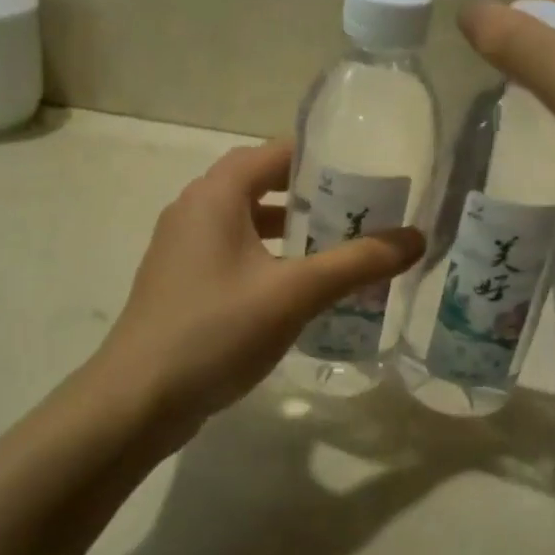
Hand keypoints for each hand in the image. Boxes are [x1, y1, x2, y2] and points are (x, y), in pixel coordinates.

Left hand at [93, 140, 422, 435]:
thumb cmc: (215, 331)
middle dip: (311, 197)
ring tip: (339, 249)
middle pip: (262, 185)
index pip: (275, 153)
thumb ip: (357, 262)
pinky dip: (269, 259)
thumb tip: (417, 237)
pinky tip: (299, 291)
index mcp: (216, 195)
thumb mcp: (295, 293)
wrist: (137, 400)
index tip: (366, 171)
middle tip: (361, 211)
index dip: (321, 157)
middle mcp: (194, 210)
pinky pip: (234, 255)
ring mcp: (182, 249)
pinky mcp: (182, 283)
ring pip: (248, 223)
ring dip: (291, 231)